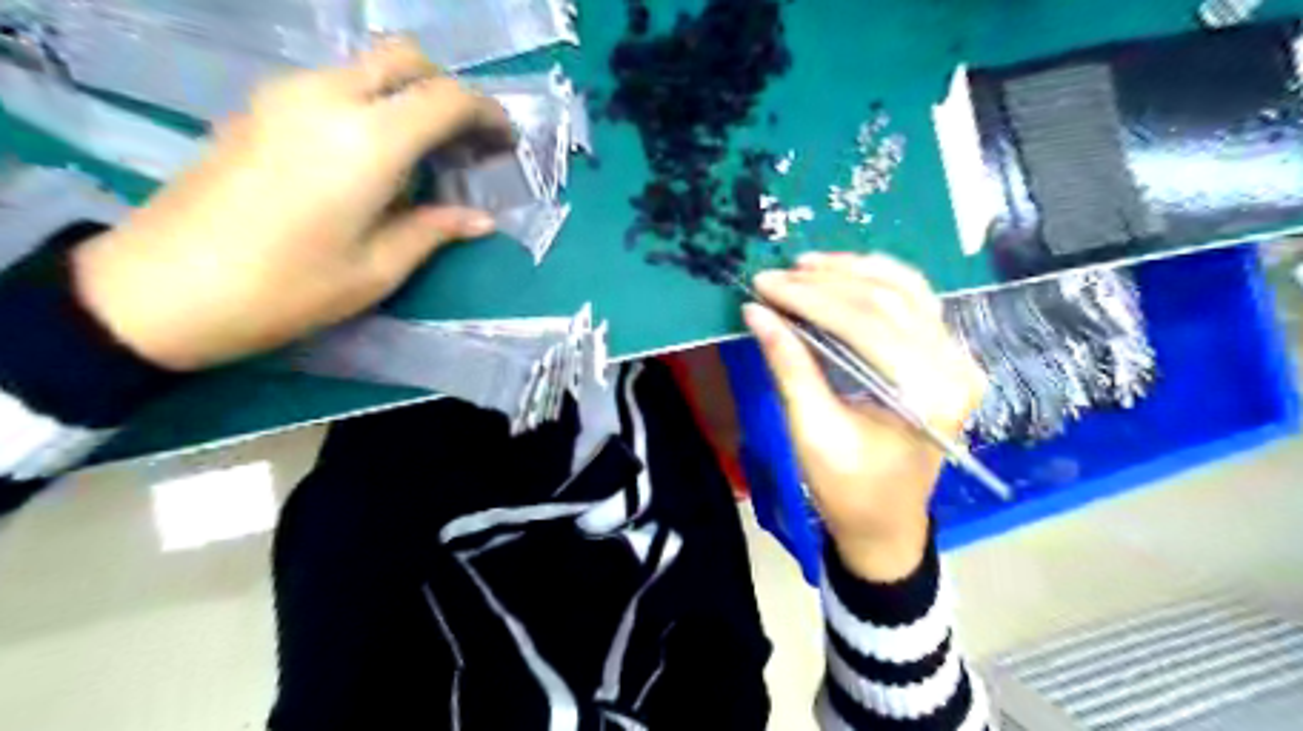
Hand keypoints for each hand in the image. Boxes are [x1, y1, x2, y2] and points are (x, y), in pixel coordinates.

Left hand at [68, 39, 507, 369]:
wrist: (162, 289)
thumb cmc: (286, 289)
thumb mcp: (377, 269)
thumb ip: (434, 230)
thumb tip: (480, 219)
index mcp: (367, 140)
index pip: (445, 98)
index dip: (487, 114)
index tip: (506, 142)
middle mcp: (327, 97)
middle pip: (405, 59)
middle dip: (448, 90)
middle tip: (467, 139)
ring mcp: (285, 95)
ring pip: (367, 67)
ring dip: (408, 95)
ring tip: (427, 152)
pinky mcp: (259, 106)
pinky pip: (334, 84)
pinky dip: (371, 103)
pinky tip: (375, 155)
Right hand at [744, 250, 989, 581]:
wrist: (886, 523)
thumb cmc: (848, 489)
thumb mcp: (812, 431)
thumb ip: (789, 366)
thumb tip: (757, 312)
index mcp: (926, 394)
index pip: (864, 324)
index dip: (808, 299)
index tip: (763, 285)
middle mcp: (954, 367)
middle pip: (887, 300)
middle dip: (825, 282)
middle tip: (776, 276)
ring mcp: (958, 358)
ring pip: (905, 290)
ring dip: (852, 272)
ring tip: (805, 267)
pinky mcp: (948, 357)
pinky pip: (915, 302)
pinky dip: (876, 282)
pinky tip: (843, 275)